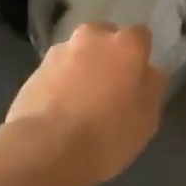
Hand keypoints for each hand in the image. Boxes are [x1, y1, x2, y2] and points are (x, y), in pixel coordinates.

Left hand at [7, 23, 164, 185]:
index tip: (137, 80)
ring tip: (79, 104)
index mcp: (125, 44)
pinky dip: (59, 85)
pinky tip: (59, 112)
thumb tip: (148, 73)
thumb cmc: (107, 134)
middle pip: (105, 38)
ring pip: (78, 53)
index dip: (140, 57)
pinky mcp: (33, 71)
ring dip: (81, 69)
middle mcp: (92, 37)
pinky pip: (55, 73)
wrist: (45, 150)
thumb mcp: (147, 119)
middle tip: (109, 88)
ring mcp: (59, 51)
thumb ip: (151, 87)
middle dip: (107, 56)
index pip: (141, 36)